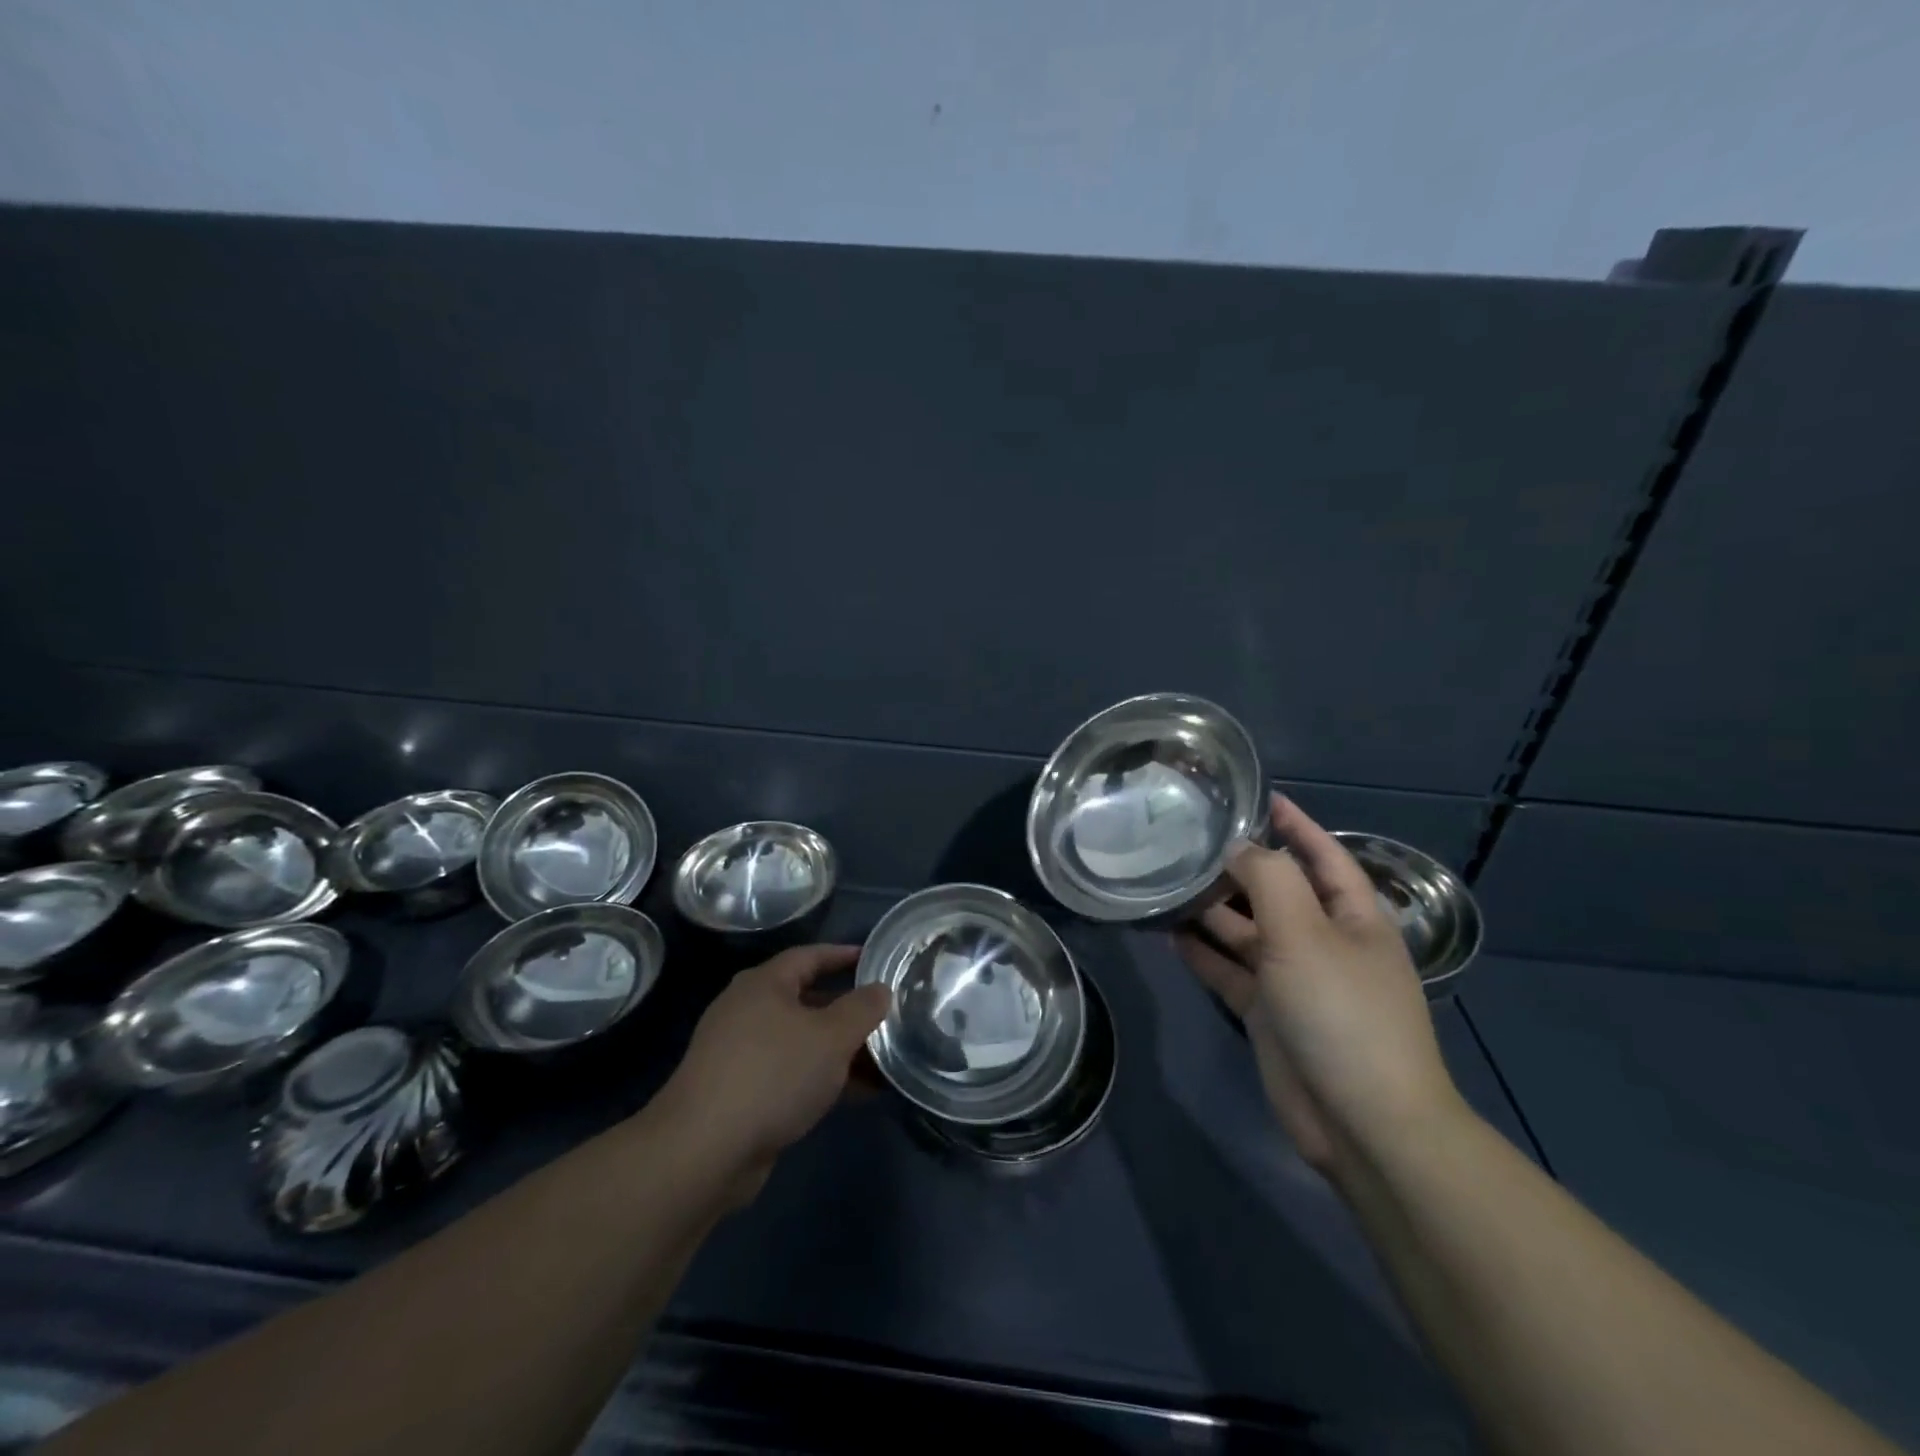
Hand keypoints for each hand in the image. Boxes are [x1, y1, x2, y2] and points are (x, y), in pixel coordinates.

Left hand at [653, 945, 889, 1205]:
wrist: (704, 1151)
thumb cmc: (773, 1075)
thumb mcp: (831, 1037)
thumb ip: (862, 1009)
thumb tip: (881, 989)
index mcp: (764, 984)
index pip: (809, 956)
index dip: (843, 955)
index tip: (875, 960)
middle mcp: (747, 1010)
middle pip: (806, 999)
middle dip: (847, 1010)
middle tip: (884, 1016)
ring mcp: (739, 1053)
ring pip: (800, 1040)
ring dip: (839, 1049)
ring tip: (881, 1061)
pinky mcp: (738, 1092)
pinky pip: (790, 1072)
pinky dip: (821, 1076)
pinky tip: (854, 1094)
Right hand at [1175, 794, 1465, 1184]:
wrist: (1362, 1121)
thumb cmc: (1341, 1012)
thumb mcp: (1305, 932)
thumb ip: (1269, 879)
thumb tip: (1239, 849)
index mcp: (1352, 917)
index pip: (1323, 856)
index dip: (1296, 825)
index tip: (1260, 796)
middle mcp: (1324, 942)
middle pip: (1276, 892)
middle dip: (1238, 867)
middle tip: (1187, 841)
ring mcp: (1295, 979)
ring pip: (1247, 931)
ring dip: (1212, 910)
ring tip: (1166, 882)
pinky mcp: (1269, 1013)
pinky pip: (1230, 971)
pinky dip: (1204, 953)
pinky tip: (1169, 934)